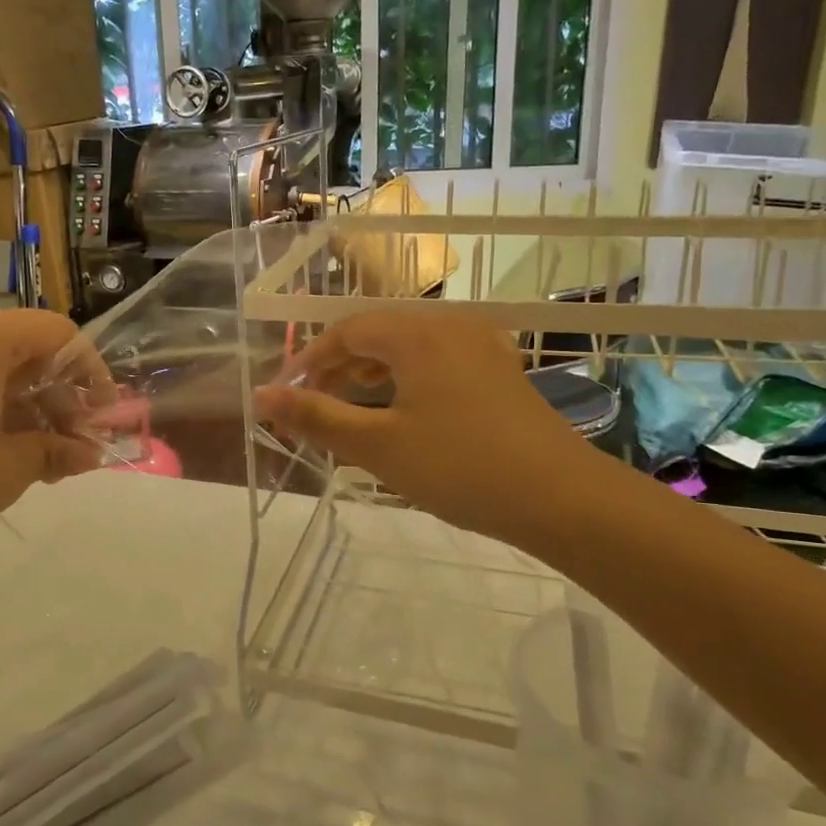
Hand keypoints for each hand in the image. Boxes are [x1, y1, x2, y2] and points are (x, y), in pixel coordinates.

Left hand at [0, 310, 105, 578]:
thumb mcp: (8, 466)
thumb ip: (56, 452)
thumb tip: (89, 454)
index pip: (60, 334)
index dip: (92, 373)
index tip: (102, 417)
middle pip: (28, 351)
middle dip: (60, 399)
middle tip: (73, 448)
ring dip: (28, 410)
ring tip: (41, 462)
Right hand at [254, 311, 598, 545]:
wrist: (564, 499)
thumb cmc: (460, 467)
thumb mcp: (378, 446)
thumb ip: (317, 417)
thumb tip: (261, 397)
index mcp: (417, 333)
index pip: (346, 331)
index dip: (309, 360)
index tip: (286, 395)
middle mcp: (450, 326)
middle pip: (378, 333)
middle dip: (339, 366)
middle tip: (313, 405)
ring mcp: (481, 346)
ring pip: (408, 347)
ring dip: (372, 373)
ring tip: (350, 409)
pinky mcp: (499, 372)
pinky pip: (437, 361)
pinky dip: (406, 380)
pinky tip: (401, 413)